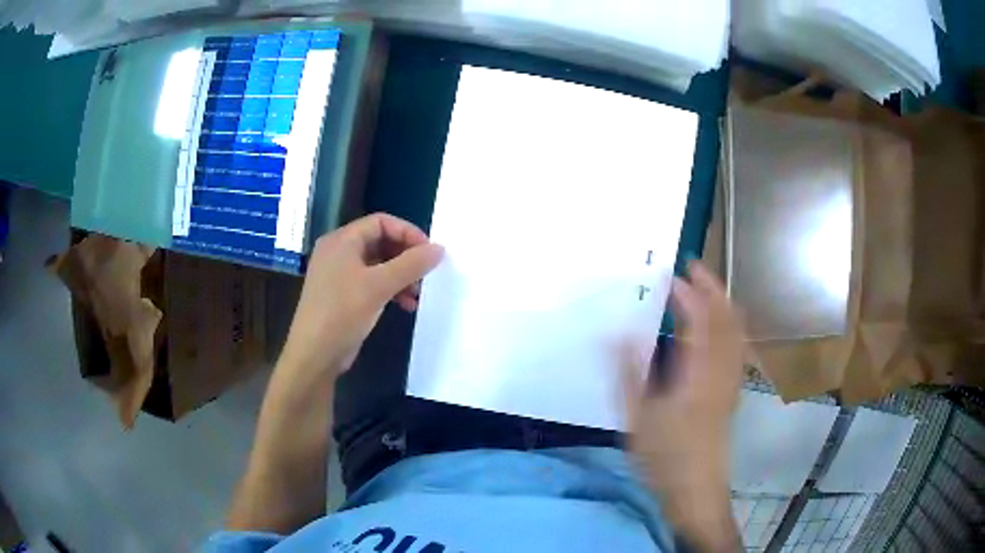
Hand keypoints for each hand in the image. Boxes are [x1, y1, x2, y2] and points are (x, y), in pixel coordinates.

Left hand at [282, 213, 443, 378]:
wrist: (314, 355)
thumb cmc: (342, 313)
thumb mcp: (379, 286)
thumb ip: (411, 265)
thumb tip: (439, 249)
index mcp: (342, 241)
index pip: (381, 222)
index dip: (407, 232)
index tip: (429, 252)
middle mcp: (339, 252)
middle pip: (380, 242)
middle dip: (406, 257)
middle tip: (426, 273)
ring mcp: (339, 274)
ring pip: (378, 264)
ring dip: (401, 276)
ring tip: (418, 294)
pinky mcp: (342, 295)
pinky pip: (371, 283)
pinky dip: (390, 290)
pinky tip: (406, 305)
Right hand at [621, 261, 743, 549]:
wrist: (696, 489)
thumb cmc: (665, 456)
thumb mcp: (637, 417)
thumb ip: (629, 372)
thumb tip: (619, 332)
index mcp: (698, 372)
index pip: (699, 318)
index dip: (686, 292)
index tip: (669, 276)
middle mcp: (722, 369)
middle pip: (726, 316)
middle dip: (712, 286)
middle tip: (692, 268)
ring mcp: (731, 381)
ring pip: (736, 329)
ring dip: (723, 302)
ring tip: (705, 289)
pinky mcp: (732, 392)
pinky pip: (738, 346)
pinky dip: (730, 325)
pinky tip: (718, 328)